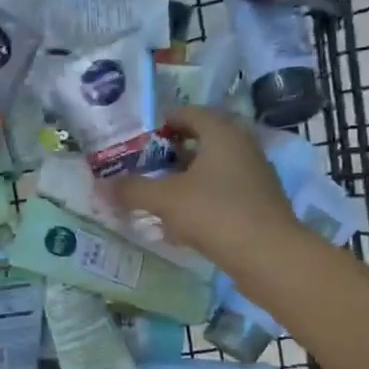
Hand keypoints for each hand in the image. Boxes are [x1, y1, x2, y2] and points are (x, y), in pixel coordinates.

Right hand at [108, 106, 298, 260]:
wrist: (269, 255)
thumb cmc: (215, 213)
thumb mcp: (165, 199)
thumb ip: (132, 190)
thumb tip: (99, 186)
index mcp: (222, 132)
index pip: (188, 113)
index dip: (162, 124)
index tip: (140, 142)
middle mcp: (242, 146)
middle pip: (201, 140)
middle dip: (171, 154)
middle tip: (146, 169)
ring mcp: (254, 175)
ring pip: (212, 169)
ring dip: (186, 179)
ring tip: (159, 197)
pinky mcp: (259, 203)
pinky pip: (223, 193)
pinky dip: (201, 200)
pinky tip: (182, 224)